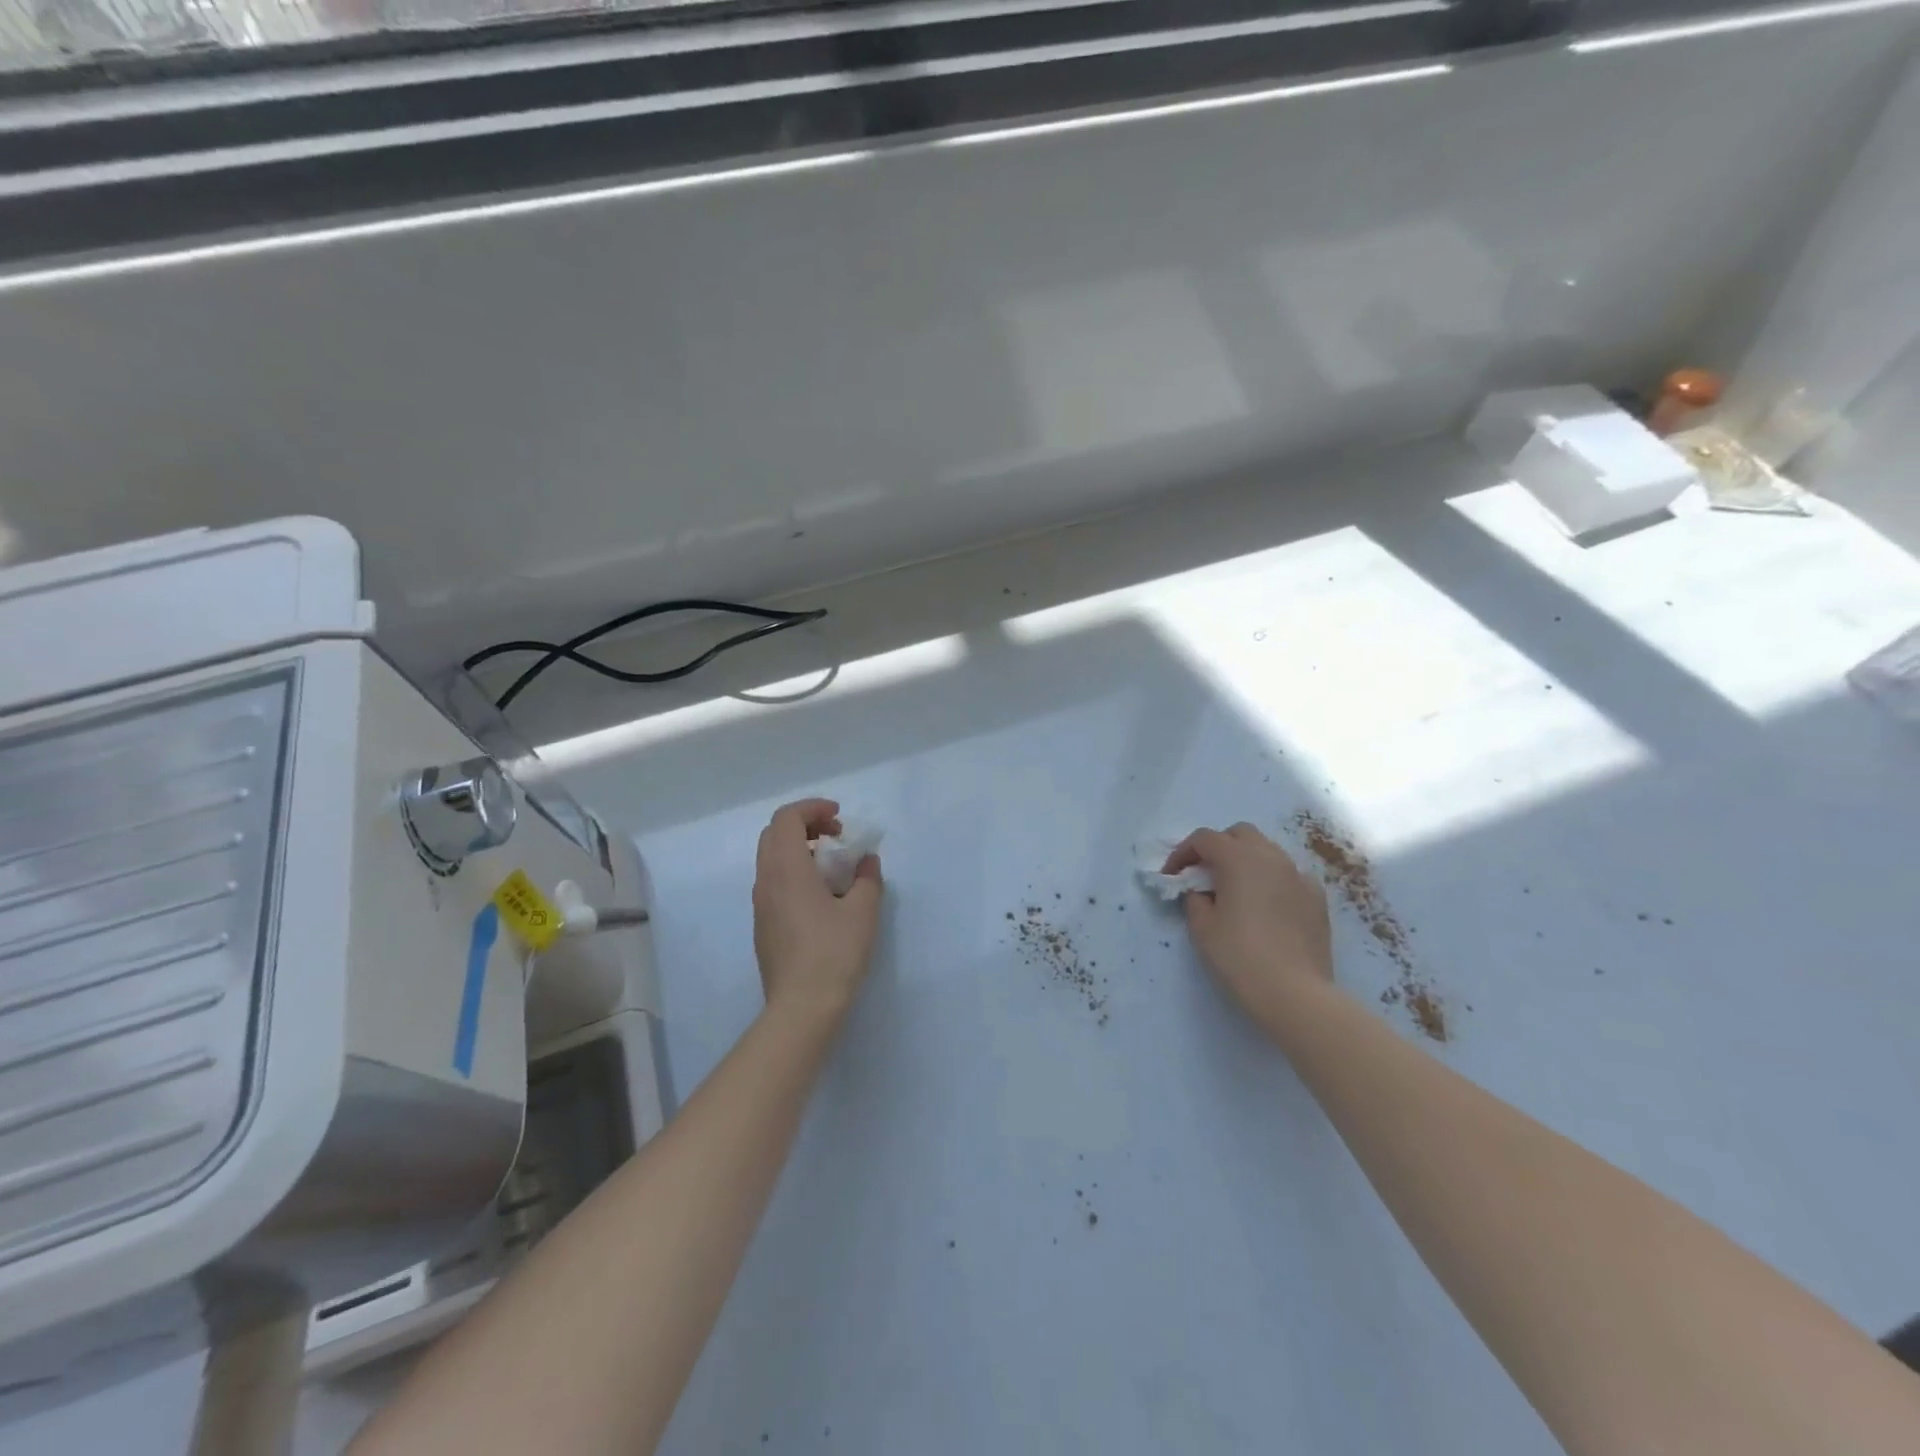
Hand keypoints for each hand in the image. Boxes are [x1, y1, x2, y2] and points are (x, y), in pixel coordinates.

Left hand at [752, 799, 882, 1022]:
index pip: (787, 818)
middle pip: (774, 833)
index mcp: (787, 869)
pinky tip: (821, 895)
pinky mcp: (763, 925)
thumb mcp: (864, 911)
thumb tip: (866, 861)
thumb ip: (868, 878)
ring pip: (771, 858)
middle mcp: (766, 880)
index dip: (813, 808)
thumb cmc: (835, 953)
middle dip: (805, 825)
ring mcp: (761, 904)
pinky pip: (773, 881)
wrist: (802, 1007)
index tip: (840, 818)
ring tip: (833, 865)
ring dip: (799, 849)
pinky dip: (794, 871)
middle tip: (836, 836)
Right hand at [1163, 823, 1333, 1036]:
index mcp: (1239, 859)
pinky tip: (1266, 906)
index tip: (1172, 876)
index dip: (1182, 853)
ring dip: (1246, 860)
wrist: (1295, 993)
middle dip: (1218, 847)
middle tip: (1204, 875)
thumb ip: (1195, 899)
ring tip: (1235, 889)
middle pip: (1240, 834)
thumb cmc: (1240, 956)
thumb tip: (1203, 891)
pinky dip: (1272, 880)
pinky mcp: (1317, 898)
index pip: (1204, 839)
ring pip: (1268, 851)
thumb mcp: (1202, 927)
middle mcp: (1271, 857)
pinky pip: (1289, 875)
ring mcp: (1299, 875)